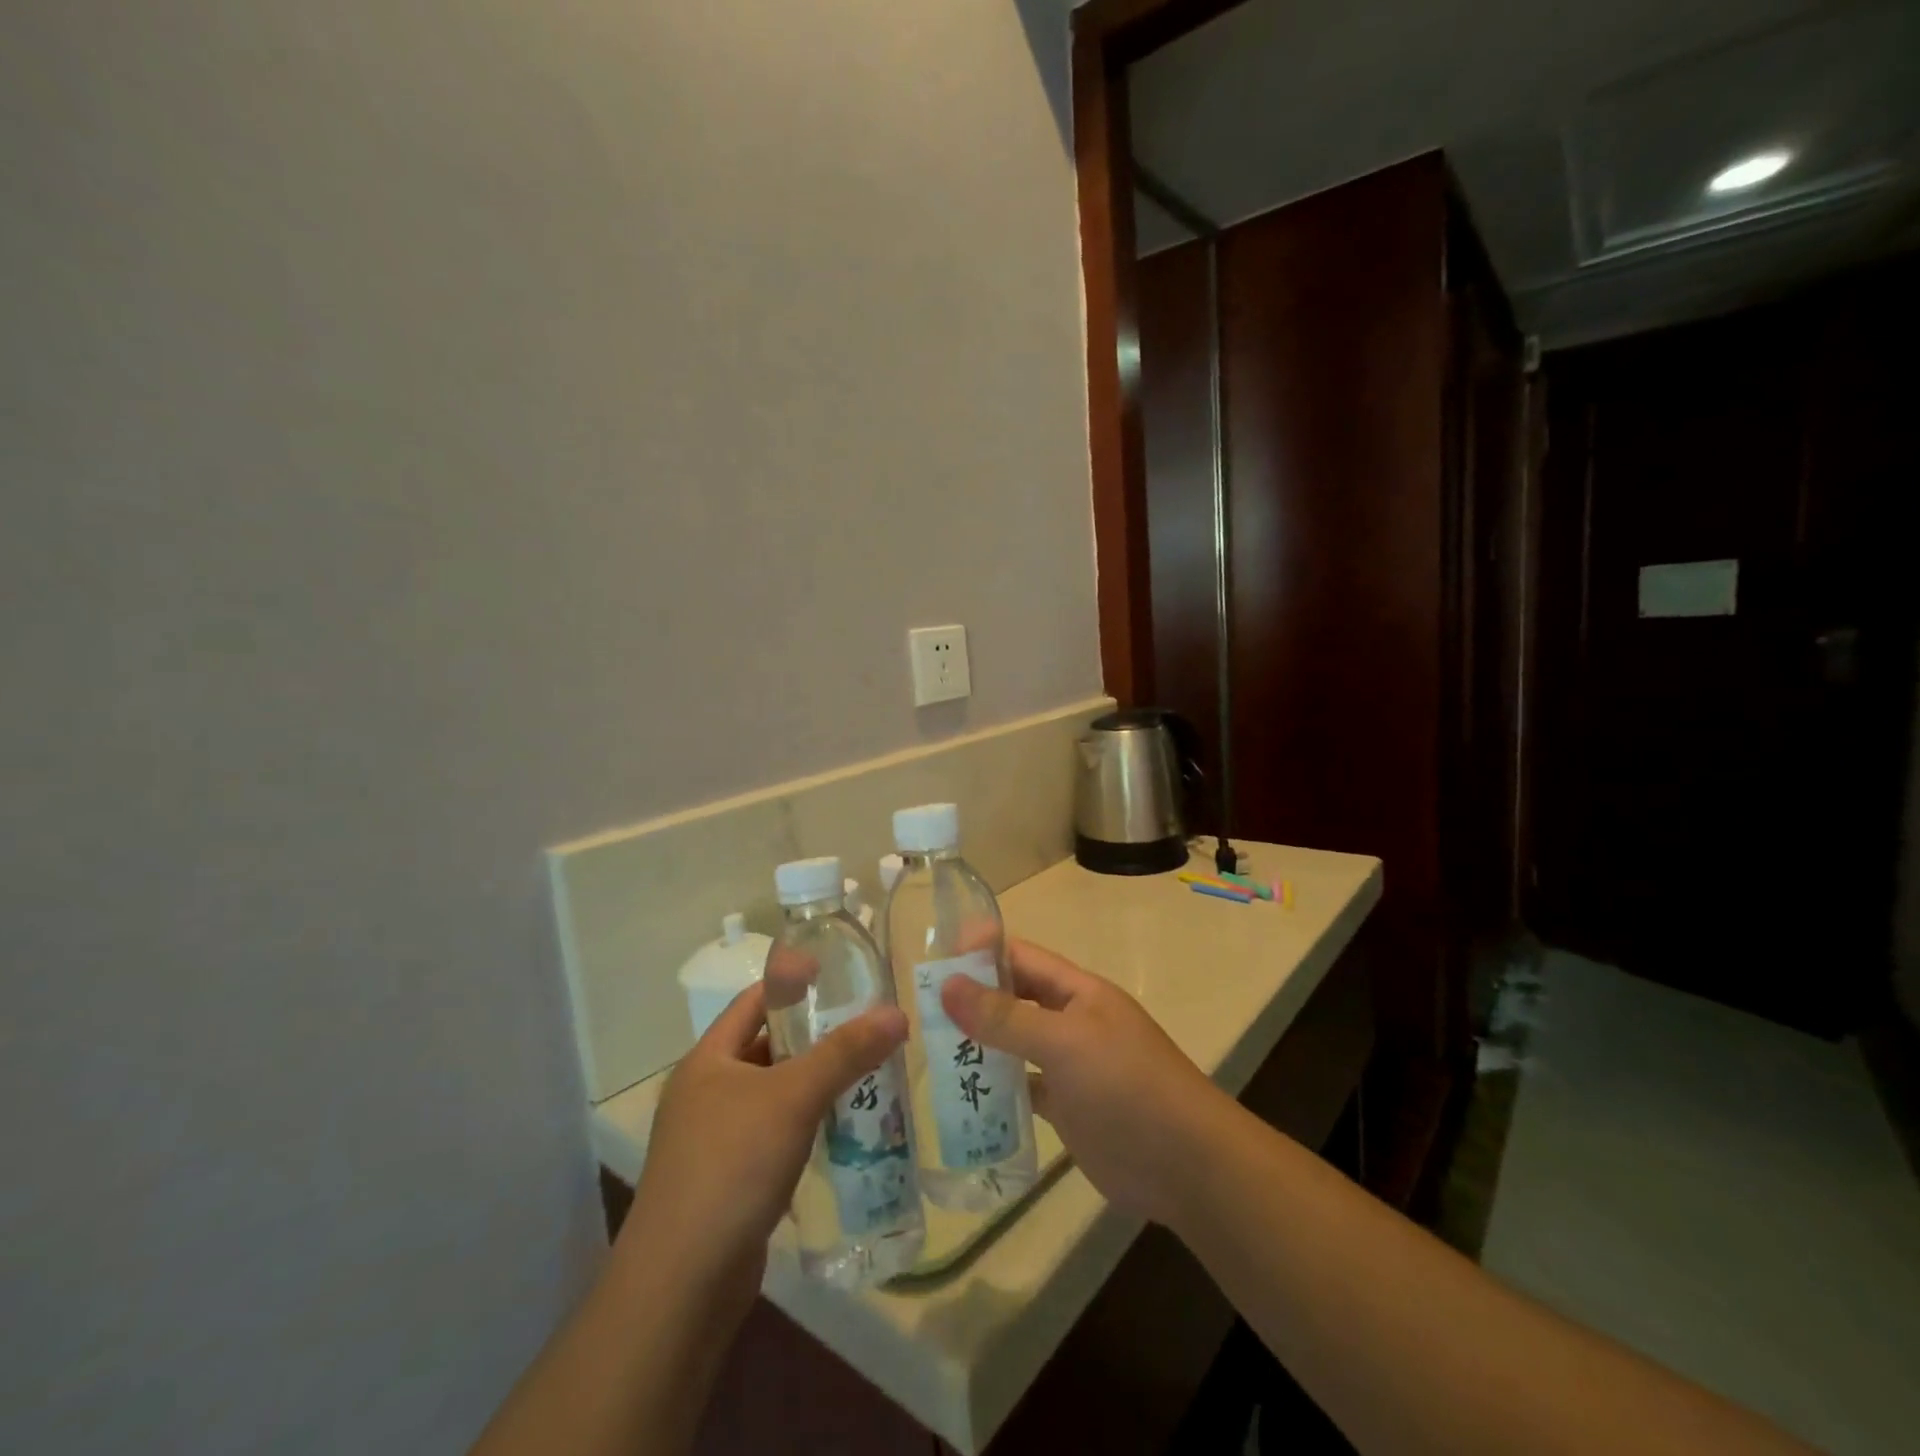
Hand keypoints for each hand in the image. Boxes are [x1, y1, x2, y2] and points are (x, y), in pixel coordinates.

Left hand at [622, 982, 907, 1317]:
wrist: (681, 1286)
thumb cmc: (731, 1166)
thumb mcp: (793, 1098)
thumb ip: (846, 1052)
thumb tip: (897, 1012)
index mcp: (707, 1060)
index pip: (753, 1002)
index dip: (793, 984)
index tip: (840, 976)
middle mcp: (705, 1093)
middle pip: (766, 1047)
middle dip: (814, 1036)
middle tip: (866, 1025)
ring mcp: (714, 1140)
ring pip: (773, 1095)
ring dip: (813, 1083)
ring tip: (866, 1071)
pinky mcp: (729, 1181)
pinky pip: (774, 1135)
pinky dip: (805, 1125)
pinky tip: (842, 1128)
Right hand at [940, 938, 1223, 1226]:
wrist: (1186, 1165)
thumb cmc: (1127, 1086)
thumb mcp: (1064, 1043)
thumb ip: (1005, 1016)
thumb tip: (947, 985)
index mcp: (1077, 992)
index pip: (1021, 957)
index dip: (981, 952)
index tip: (933, 959)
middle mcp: (1071, 1020)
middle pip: (1014, 997)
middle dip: (972, 998)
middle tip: (917, 1008)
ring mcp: (1069, 1065)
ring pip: (1014, 1042)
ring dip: (979, 1043)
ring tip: (926, 1048)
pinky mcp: (1067, 1107)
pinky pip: (1022, 1086)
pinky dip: (995, 1087)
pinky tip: (960, 1095)